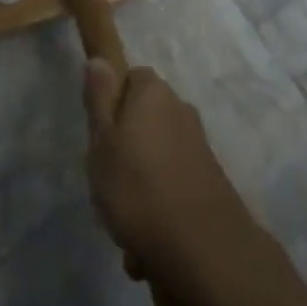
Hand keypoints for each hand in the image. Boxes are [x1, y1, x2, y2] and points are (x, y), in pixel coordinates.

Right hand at [82, 60, 253, 283]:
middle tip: (105, 181)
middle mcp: (180, 110)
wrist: (201, 246)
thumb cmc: (138, 187)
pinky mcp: (207, 179)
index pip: (131, 77)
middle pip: (143, 119)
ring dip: (138, 186)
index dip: (112, 102)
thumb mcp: (102, 141)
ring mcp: (197, 145)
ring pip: (154, 158)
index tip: (99, 133)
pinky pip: (171, 186)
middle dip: (124, 149)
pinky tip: (146, 243)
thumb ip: (99, 99)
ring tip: (124, 223)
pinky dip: (157, 207)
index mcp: (154, 93)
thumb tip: (99, 60)